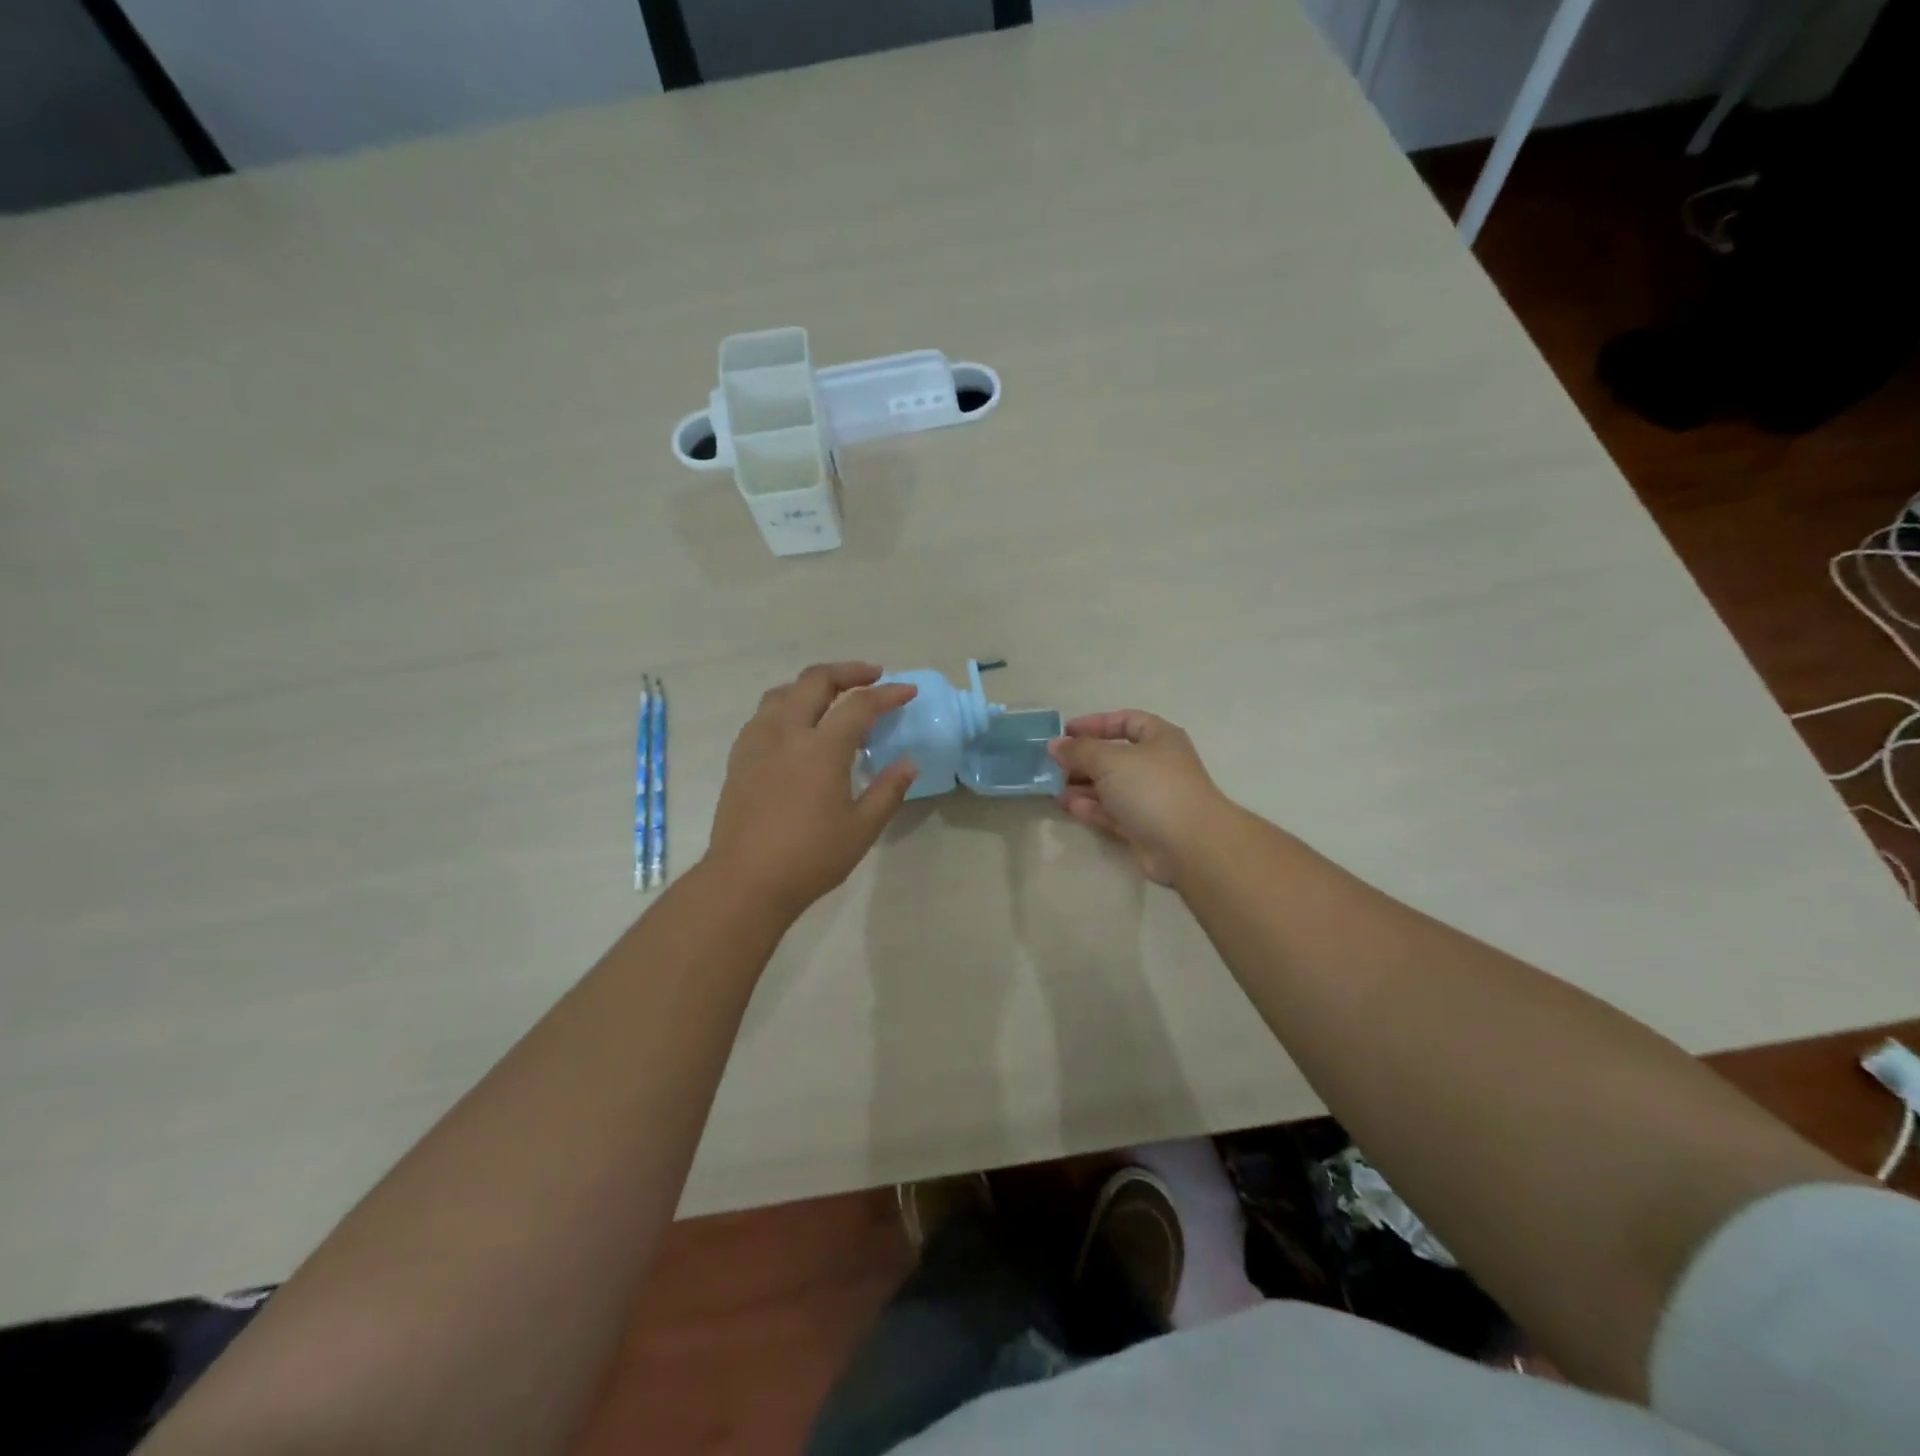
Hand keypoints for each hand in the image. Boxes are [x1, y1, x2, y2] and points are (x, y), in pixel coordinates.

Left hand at [706, 662, 919, 918]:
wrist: (745, 881)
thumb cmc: (810, 858)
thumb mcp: (861, 828)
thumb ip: (888, 790)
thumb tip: (908, 763)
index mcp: (821, 748)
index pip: (860, 704)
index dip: (887, 694)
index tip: (907, 691)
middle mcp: (787, 733)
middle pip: (816, 681)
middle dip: (848, 671)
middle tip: (873, 676)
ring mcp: (757, 742)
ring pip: (784, 691)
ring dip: (813, 684)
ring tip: (833, 694)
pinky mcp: (740, 757)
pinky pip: (764, 713)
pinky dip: (788, 704)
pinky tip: (796, 724)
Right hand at [1048, 711, 1230, 885]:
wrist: (1188, 844)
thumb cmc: (1152, 787)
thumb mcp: (1110, 759)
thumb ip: (1080, 750)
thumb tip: (1056, 745)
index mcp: (1159, 738)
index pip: (1125, 721)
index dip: (1095, 724)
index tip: (1065, 732)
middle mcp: (1157, 765)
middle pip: (1114, 756)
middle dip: (1083, 760)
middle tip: (1053, 765)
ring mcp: (1151, 798)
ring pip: (1111, 787)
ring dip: (1083, 786)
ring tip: (1054, 789)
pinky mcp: (1144, 827)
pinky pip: (1113, 812)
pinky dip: (1092, 808)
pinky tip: (1070, 807)